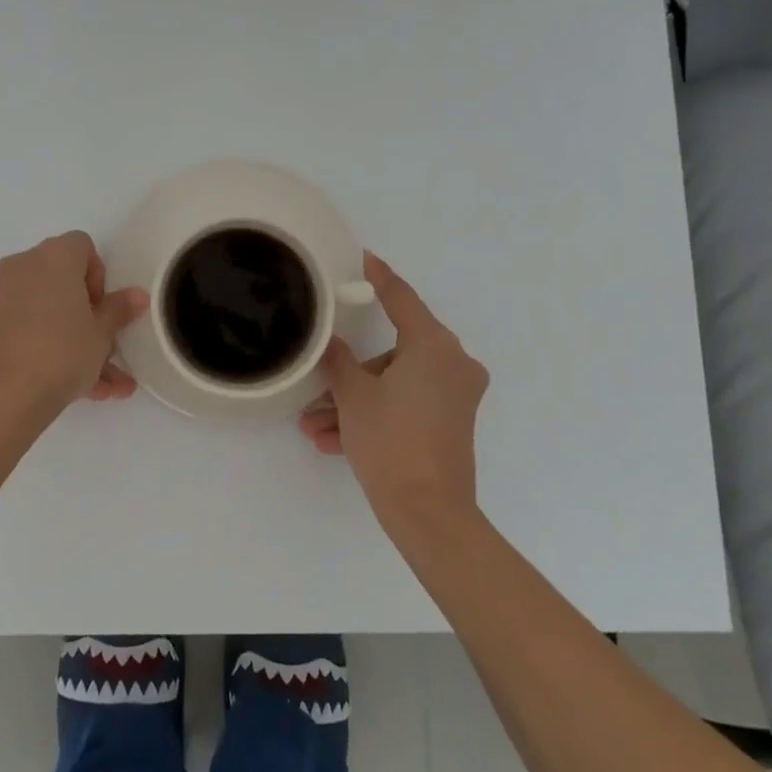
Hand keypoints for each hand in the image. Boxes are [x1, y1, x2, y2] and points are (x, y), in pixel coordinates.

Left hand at [0, 231, 148, 424]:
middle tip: (107, 346)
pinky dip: (54, 350)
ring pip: (51, 313)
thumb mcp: (102, 333)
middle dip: (90, 315)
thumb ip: (119, 310)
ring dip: (78, 342)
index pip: (82, 247)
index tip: (103, 308)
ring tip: (108, 386)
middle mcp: (25, 266)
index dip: (99, 276)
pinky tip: (86, 391)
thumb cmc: (62, 350)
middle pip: (65, 281)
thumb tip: (137, 295)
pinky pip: (33, 331)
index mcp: (54, 256)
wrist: (3, 395)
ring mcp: (4, 297)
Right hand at [298, 252, 489, 537]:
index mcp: (433, 346)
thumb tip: (331, 342)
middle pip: (391, 352)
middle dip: (350, 374)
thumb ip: (339, 359)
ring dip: (355, 402)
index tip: (365, 258)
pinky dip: (376, 415)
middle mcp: (452, 363)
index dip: (379, 278)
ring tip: (316, 426)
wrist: (428, 513)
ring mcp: (455, 394)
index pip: (401, 298)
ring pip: (394, 384)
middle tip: (318, 388)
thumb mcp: (354, 396)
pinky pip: (406, 405)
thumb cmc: (390, 442)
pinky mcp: (452, 421)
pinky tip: (335, 441)